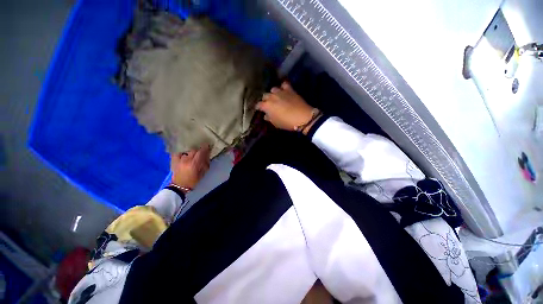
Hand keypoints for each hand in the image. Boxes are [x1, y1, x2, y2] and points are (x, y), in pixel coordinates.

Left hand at [170, 145, 210, 190]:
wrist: (179, 186)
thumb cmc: (192, 181)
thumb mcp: (202, 174)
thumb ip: (205, 164)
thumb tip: (207, 156)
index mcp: (194, 164)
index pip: (200, 152)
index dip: (205, 148)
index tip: (208, 146)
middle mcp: (186, 160)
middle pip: (194, 150)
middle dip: (198, 150)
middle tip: (201, 152)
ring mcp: (179, 159)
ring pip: (187, 151)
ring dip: (191, 152)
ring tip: (193, 154)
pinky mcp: (174, 160)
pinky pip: (178, 153)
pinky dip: (182, 152)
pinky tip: (184, 154)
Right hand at [256, 82, 316, 134]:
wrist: (302, 117)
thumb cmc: (287, 123)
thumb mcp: (276, 124)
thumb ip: (269, 118)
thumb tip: (266, 115)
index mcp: (267, 106)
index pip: (258, 105)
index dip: (258, 107)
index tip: (259, 109)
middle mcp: (271, 96)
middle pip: (265, 96)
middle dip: (265, 100)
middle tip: (268, 104)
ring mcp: (281, 92)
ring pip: (273, 89)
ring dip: (273, 93)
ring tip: (276, 97)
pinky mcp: (289, 89)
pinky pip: (284, 85)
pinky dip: (283, 87)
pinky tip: (284, 90)